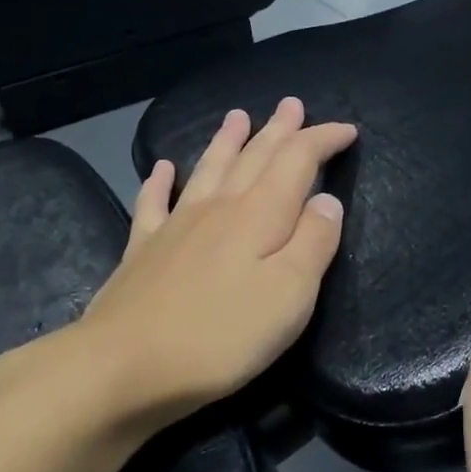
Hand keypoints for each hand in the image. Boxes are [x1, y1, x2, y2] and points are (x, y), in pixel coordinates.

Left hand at [0, 99, 355, 450]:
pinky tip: (163, 168)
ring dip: (227, 141)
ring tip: (237, 116)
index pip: (297, 161)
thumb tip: (327, 200)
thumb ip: (314, 243)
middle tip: (291, 104)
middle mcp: (219, 208)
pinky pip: (154, 203)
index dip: (322, 140)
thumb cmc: (222, 335)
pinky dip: (160, 181)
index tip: (347, 130)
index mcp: (259, 215)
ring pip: (208, 170)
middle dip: (278, 130)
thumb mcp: (290, 295)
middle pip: (253, 157)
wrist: (124, 366)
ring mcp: (176, 226)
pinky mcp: (143, 250)